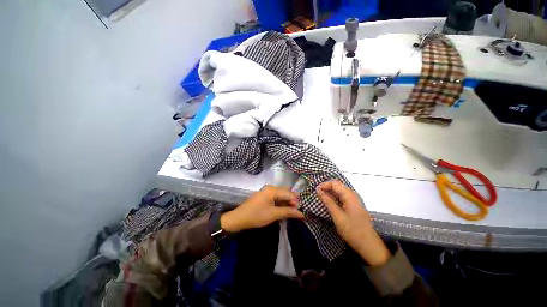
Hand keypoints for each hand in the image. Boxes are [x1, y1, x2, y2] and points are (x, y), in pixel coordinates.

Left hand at [220, 185, 303, 232]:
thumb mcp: (274, 214)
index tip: (301, 212)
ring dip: (286, 202)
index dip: (296, 202)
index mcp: (272, 189)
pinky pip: (276, 197)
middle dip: (292, 201)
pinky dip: (281, 203)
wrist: (239, 218)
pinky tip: (283, 209)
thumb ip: (288, 212)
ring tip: (291, 212)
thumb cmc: (257, 215)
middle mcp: (270, 188)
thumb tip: (301, 213)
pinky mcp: (264, 196)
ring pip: (281, 195)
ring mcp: (266, 191)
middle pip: (285, 192)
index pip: (289, 193)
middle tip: (297, 211)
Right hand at [316, 180, 390, 265]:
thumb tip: (318, 191)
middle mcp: (353, 195)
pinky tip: (330, 203)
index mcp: (350, 196)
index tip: (316, 191)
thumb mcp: (337, 216)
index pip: (335, 183)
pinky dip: (335, 198)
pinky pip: (342, 197)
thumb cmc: (352, 231)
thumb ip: (328, 202)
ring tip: (321, 198)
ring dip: (330, 193)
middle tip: (317, 195)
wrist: (369, 245)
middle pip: (338, 185)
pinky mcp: (354, 206)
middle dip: (326, 188)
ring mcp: (354, 200)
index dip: (324, 185)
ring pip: (340, 191)